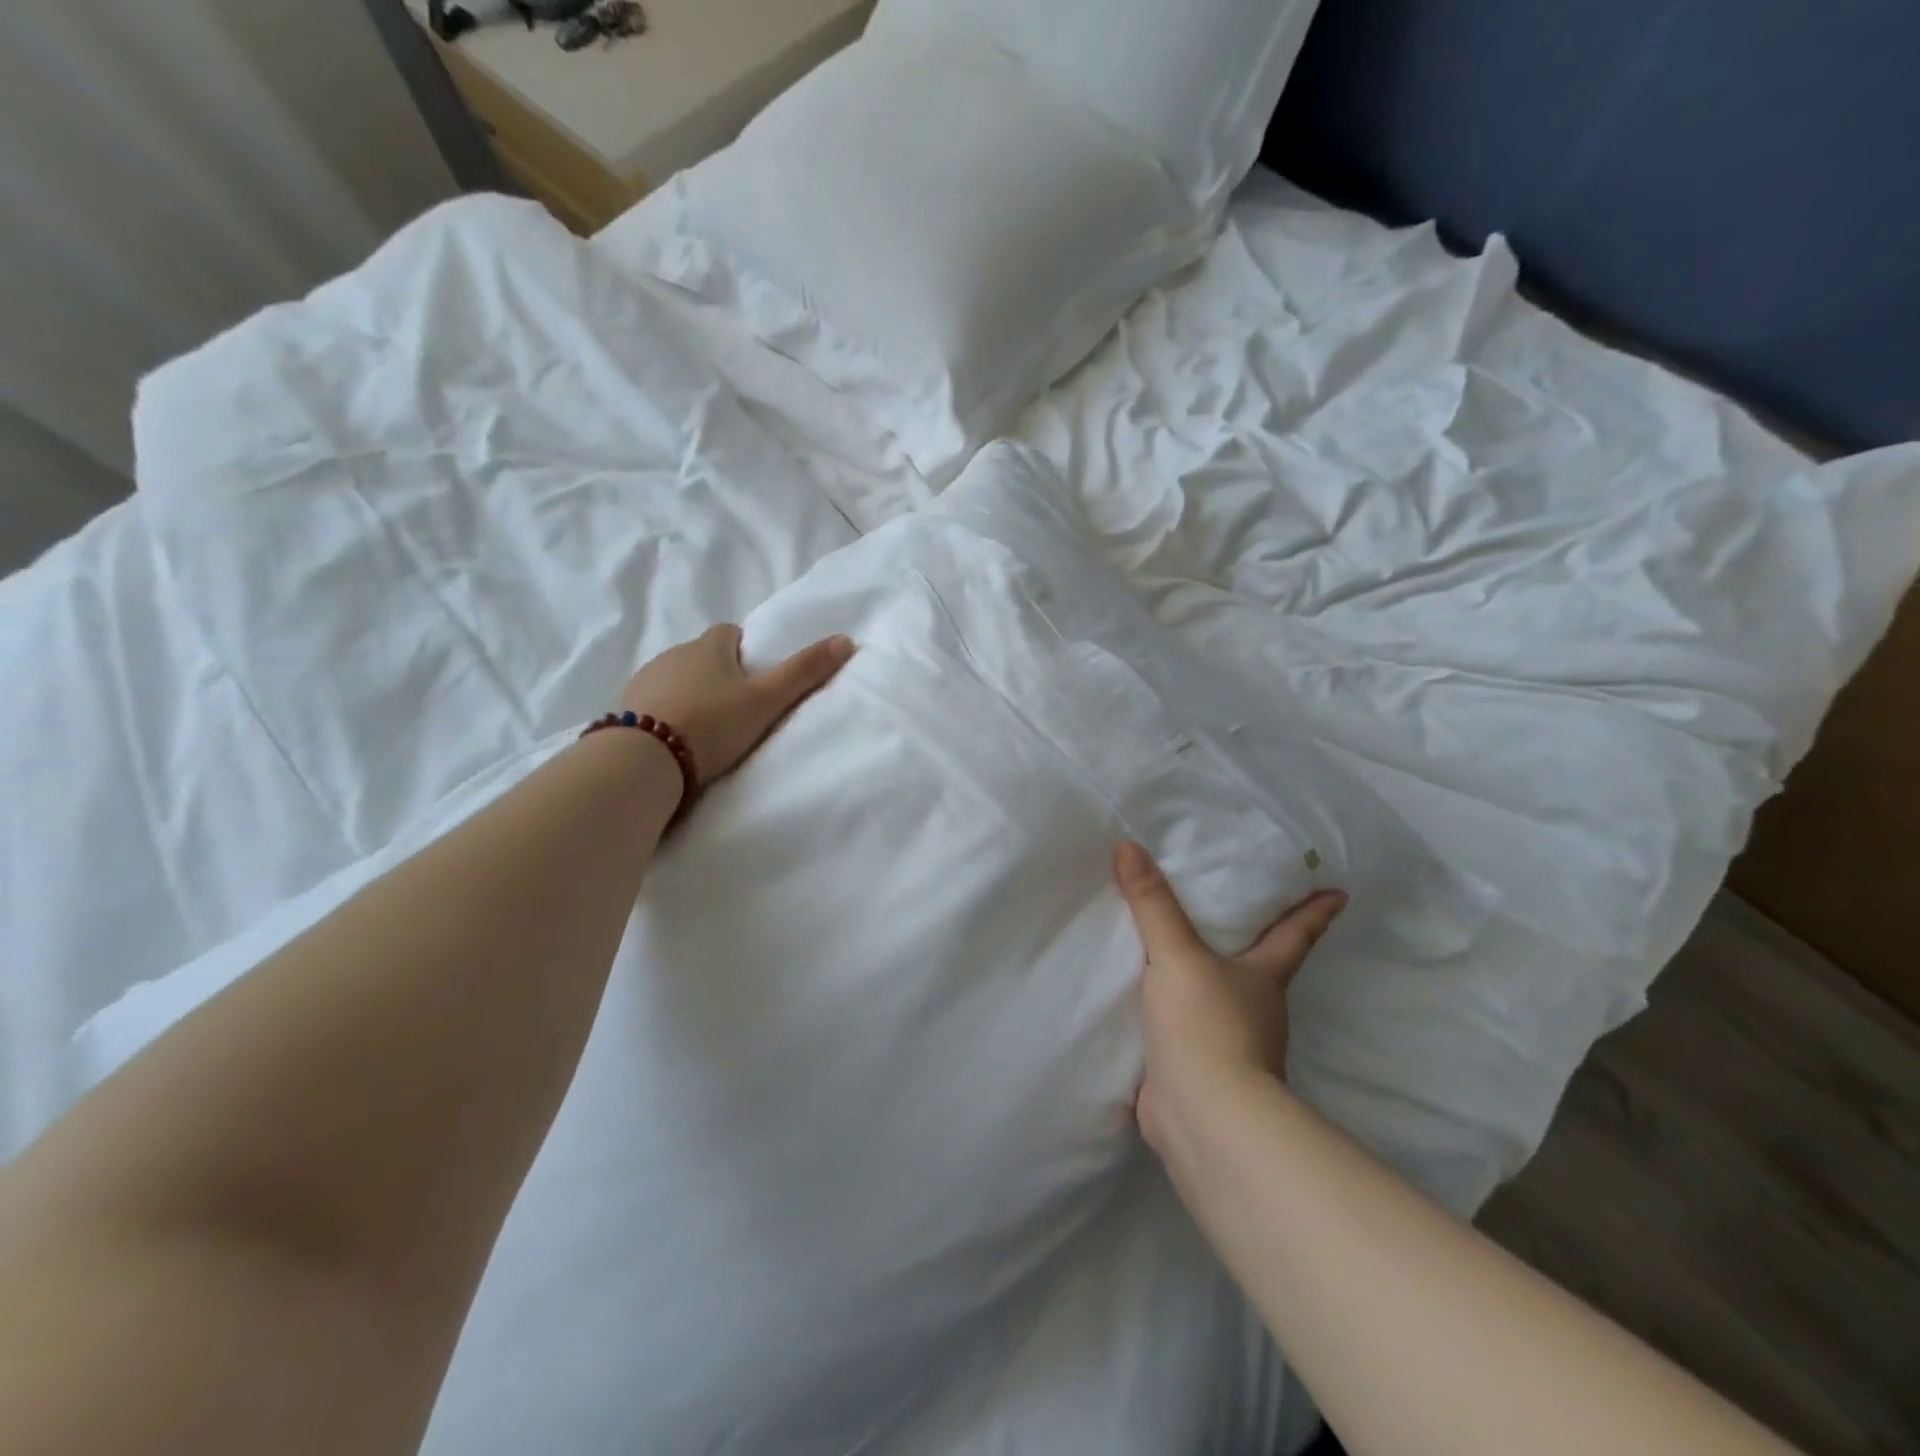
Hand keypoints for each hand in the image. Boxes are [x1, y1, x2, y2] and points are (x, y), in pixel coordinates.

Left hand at [621, 625, 854, 783]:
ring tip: (707, 729)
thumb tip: (846, 640)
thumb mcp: (766, 700)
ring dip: (691, 694)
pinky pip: (653, 703)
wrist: (644, 760)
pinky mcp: (624, 708)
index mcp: (709, 646)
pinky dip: (666, 714)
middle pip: (703, 655)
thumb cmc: (713, 723)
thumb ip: (804, 672)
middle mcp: (674, 653)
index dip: (745, 651)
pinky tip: (676, 740)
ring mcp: (645, 680)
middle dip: (718, 674)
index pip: (731, 633)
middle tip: (738, 709)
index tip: (756, 678)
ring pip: (676, 678)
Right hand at [1115, 840, 1345, 1168]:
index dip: (1315, 912)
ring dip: (1204, 974)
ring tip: (1177, 944)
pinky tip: (1145, 996)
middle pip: (1258, 963)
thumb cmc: (1207, 1025)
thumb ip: (1152, 903)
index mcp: (1264, 977)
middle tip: (1234, 905)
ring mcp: (1228, 1042)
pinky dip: (1169, 1008)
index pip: (1296, 934)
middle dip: (1252, 939)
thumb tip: (1127, 844)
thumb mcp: (1177, 955)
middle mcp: (1254, 1007)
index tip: (1338, 892)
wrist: (1203, 1116)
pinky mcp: (1196, 1067)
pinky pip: (1181, 1024)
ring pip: (1218, 994)